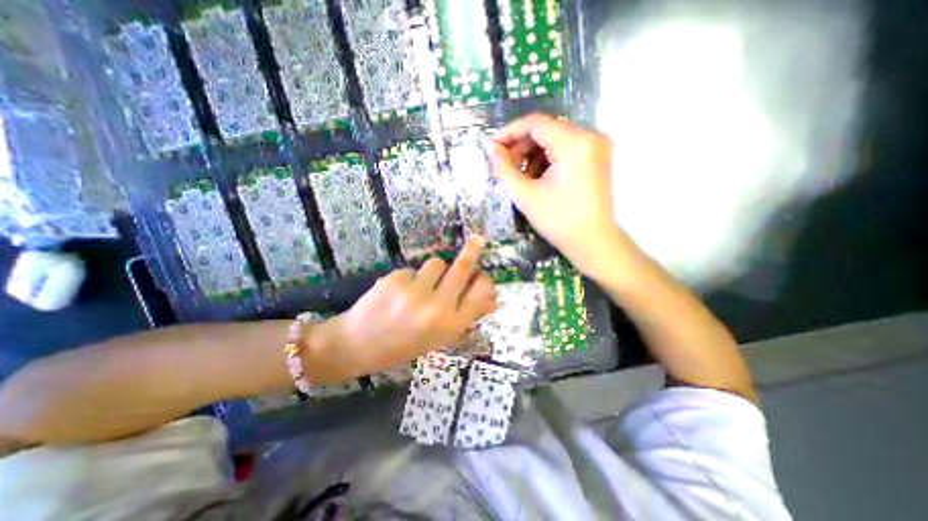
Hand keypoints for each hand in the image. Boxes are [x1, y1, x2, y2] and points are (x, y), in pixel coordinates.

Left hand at [311, 238, 495, 379]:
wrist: (358, 345)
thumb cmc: (404, 345)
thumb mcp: (440, 338)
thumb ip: (467, 316)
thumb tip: (494, 300)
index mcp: (450, 326)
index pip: (480, 293)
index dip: (484, 281)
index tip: (481, 275)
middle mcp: (437, 307)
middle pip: (462, 268)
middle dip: (472, 250)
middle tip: (478, 239)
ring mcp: (414, 292)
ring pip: (437, 263)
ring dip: (434, 270)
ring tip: (421, 285)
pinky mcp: (395, 279)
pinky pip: (413, 269)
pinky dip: (411, 277)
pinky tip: (399, 292)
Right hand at [489, 111, 634, 279]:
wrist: (592, 242)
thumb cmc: (558, 221)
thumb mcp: (525, 195)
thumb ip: (504, 168)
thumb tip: (492, 149)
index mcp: (574, 143)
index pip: (535, 123)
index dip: (510, 132)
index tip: (492, 146)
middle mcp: (590, 135)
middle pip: (546, 129)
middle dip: (522, 145)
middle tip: (506, 165)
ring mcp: (597, 145)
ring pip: (555, 138)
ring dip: (534, 153)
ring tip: (522, 176)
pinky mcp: (597, 156)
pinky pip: (566, 147)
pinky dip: (548, 158)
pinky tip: (539, 177)